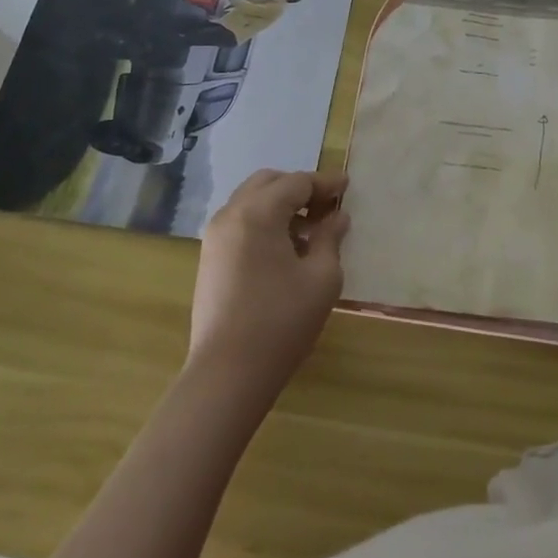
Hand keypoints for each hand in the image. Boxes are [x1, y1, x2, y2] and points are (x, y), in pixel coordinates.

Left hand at [186, 170, 348, 401]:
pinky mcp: (209, 259)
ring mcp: (215, 237)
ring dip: (280, 205)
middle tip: (326, 206)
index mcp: (258, 212)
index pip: (297, 182)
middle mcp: (231, 214)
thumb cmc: (281, 321)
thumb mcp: (321, 278)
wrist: (226, 374)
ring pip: (251, 201)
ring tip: (309, 230)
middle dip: (299, 188)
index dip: (325, 183)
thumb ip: (330, 238)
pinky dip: (264, 222)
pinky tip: (285, 249)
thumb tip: (337, 218)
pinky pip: (240, 222)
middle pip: (269, 183)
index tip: (347, 187)